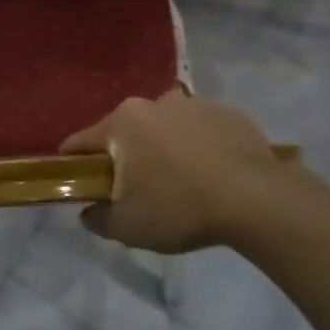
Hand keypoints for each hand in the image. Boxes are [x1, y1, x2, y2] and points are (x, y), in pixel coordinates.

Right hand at [61, 92, 286, 253]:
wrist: (255, 199)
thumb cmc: (180, 208)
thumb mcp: (128, 227)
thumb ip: (98, 218)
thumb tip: (89, 211)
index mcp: (123, 123)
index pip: (81, 142)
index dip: (74, 164)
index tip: (80, 184)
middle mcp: (154, 102)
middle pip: (125, 132)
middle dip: (126, 157)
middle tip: (138, 191)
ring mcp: (194, 103)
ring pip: (165, 128)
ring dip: (164, 149)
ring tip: (182, 184)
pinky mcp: (227, 112)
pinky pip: (201, 130)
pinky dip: (199, 147)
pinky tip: (213, 175)